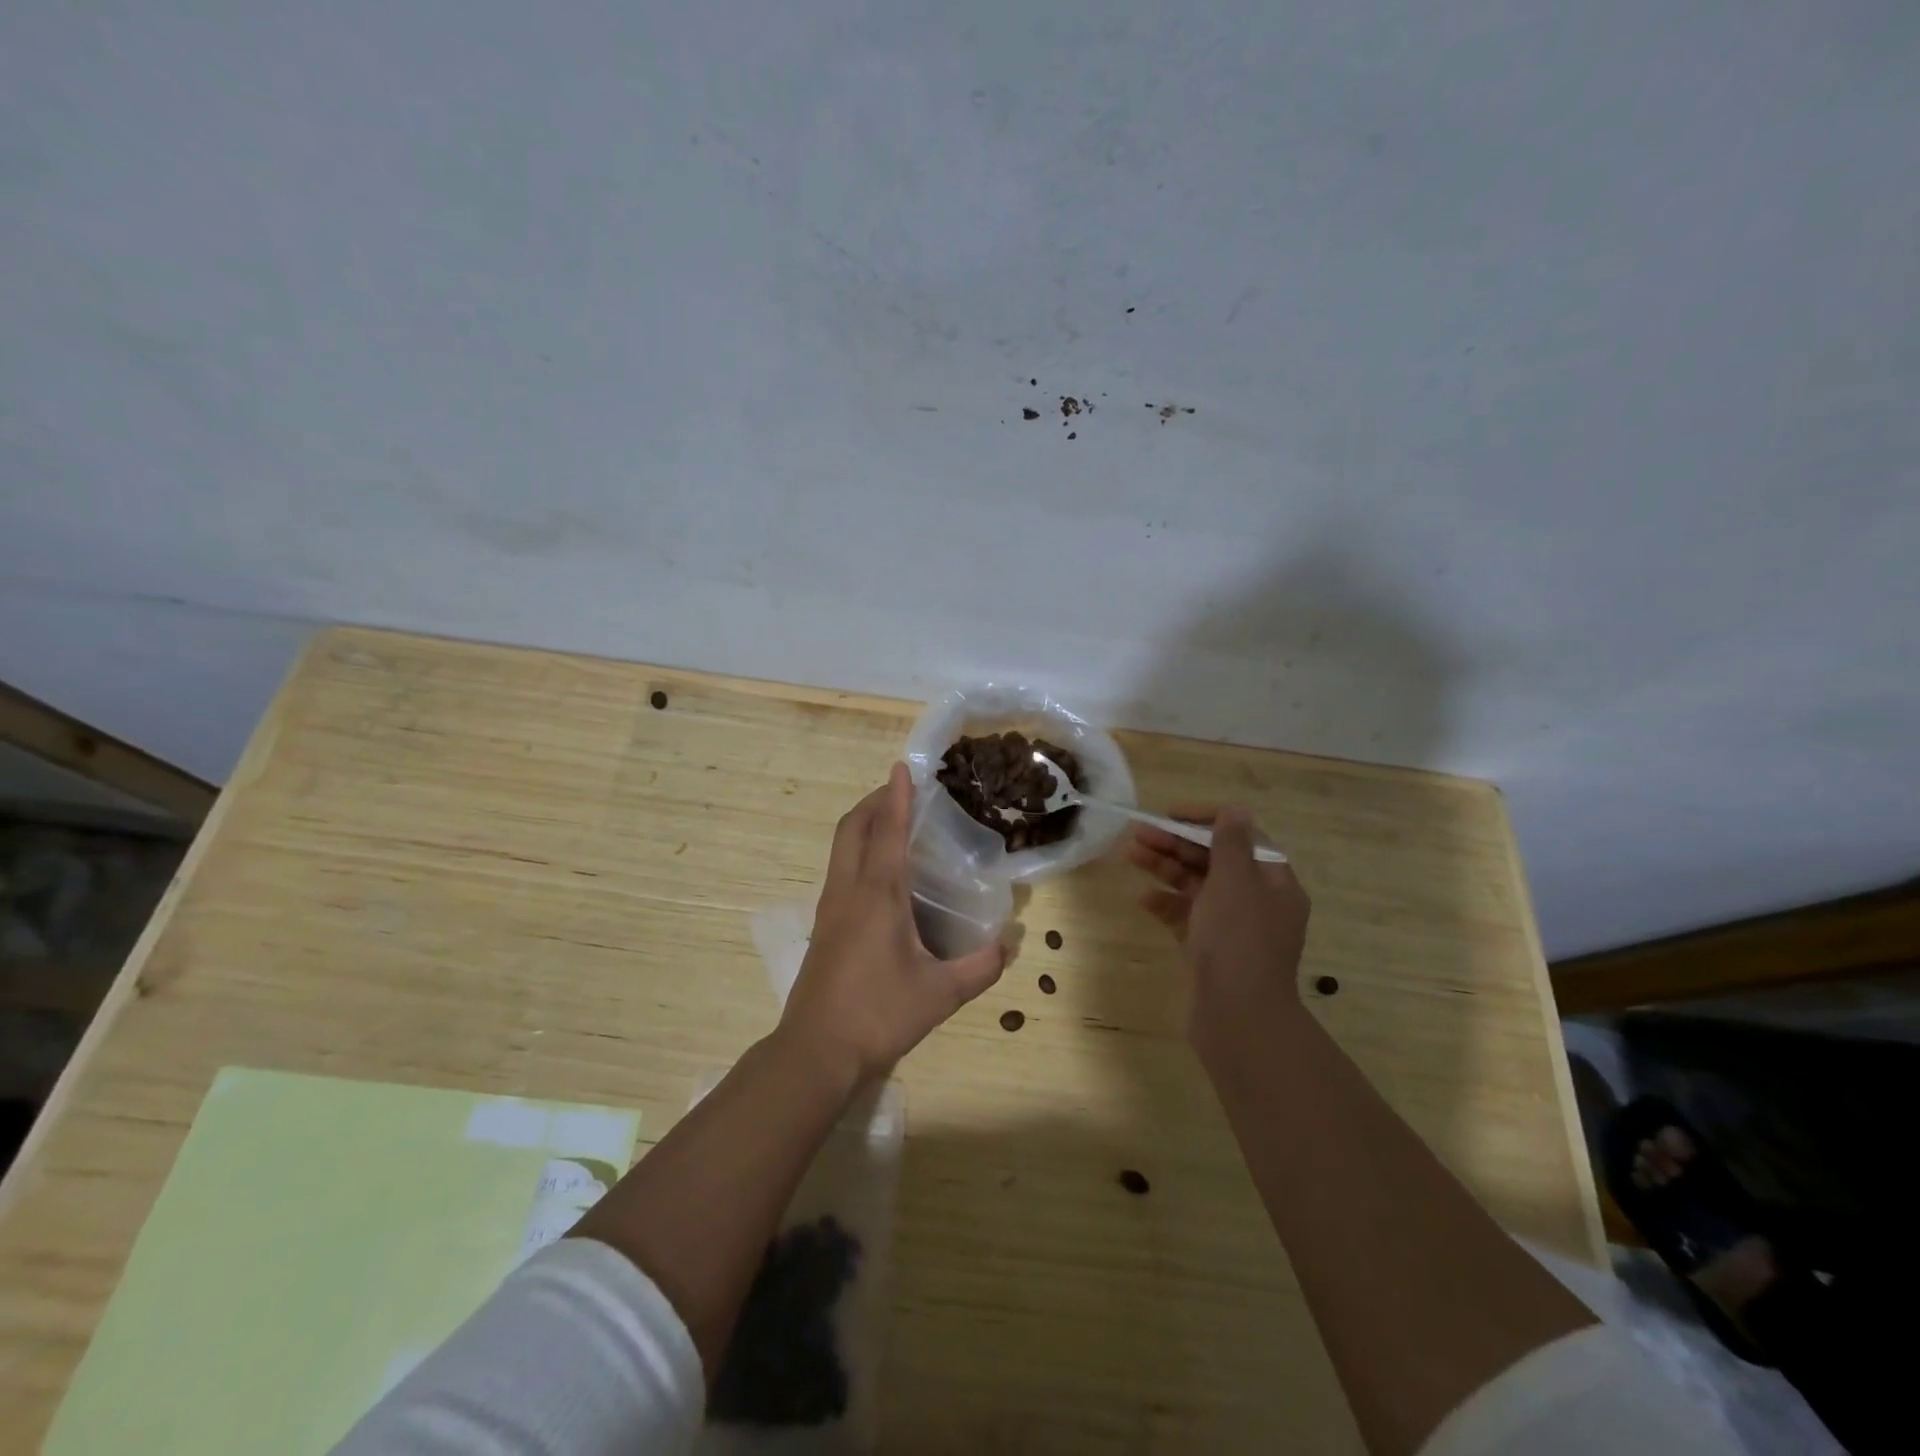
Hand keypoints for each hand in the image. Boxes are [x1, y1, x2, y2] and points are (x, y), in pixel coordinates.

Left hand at [779, 763, 1006, 1088]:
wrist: (816, 1051)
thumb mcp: (940, 994)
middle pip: (853, 828)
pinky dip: (858, 851)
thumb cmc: (878, 1015)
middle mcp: (848, 891)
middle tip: (902, 792)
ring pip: (841, 848)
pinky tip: (880, 874)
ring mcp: (830, 908)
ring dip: (863, 825)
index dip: (897, 797)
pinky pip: (839, 870)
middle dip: (875, 802)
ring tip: (893, 824)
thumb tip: (1010, 943)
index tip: (903, 767)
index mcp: (877, 896)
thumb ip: (980, 967)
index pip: (888, 833)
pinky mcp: (823, 926)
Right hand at [1125, 806, 1311, 1051]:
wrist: (1236, 1016)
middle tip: (1138, 832)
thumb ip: (1231, 842)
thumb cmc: (1237, 940)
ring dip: (1164, 868)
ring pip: (1195, 886)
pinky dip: (1164, 904)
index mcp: (1272, 882)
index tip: (1171, 814)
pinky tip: (1141, 897)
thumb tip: (1235, 808)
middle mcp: (1255, 901)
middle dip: (1176, 843)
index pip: (1241, 836)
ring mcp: (1230, 926)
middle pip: (1213, 860)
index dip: (1206, 820)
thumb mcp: (1235, 882)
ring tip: (1130, 854)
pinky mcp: (1207, 948)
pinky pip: (1184, 916)